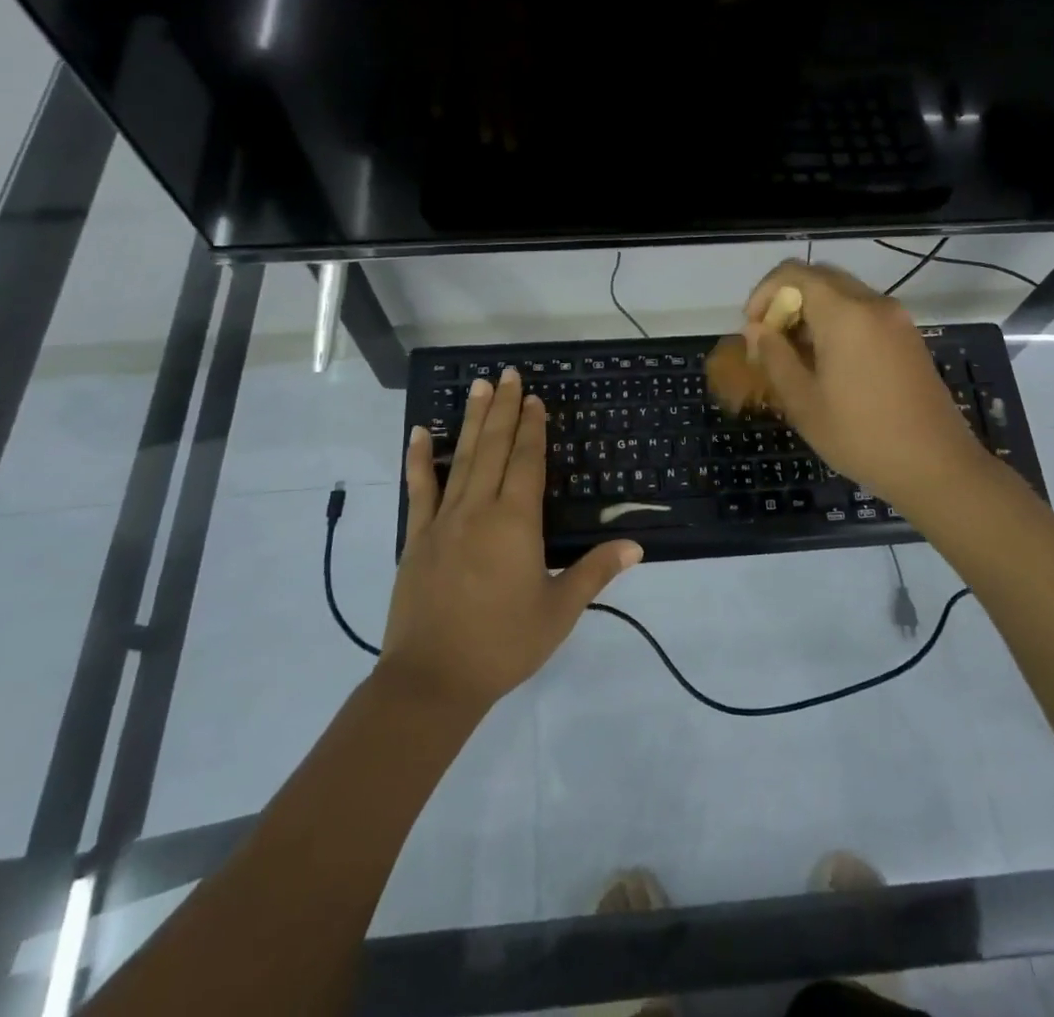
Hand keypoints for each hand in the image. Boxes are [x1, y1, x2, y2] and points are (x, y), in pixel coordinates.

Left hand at [385, 368, 641, 711]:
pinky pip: (419, 490)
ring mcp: (444, 521)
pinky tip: (420, 432)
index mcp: (516, 523)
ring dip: (472, 420)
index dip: (533, 428)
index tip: (535, 399)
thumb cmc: (503, 644)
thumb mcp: (559, 611)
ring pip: (462, 459)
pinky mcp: (417, 538)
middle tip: (509, 374)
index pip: (528, 462)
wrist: (432, 680)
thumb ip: (595, 572)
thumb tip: (636, 545)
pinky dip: (419, 459)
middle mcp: (479, 510)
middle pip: (495, 448)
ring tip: (479, 386)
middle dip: (505, 409)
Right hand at [743, 261, 988, 509]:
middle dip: (787, 301)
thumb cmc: (860, 436)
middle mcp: (873, 304)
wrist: (936, 466)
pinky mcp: (908, 337)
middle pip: (819, 277)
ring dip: (812, 313)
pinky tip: (828, 364)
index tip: (753, 329)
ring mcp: (896, 319)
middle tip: (771, 341)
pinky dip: (837, 323)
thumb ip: (774, 356)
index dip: (764, 293)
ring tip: (795, 357)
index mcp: (845, 314)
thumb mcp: (803, 401)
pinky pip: (863, 312)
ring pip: (842, 294)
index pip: (793, 273)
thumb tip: (756, 329)